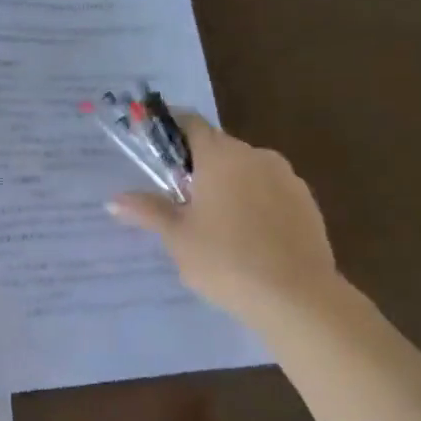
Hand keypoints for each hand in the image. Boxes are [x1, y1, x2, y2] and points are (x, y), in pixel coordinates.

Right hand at [108, 114, 339, 331]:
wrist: (297, 297)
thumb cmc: (226, 261)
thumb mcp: (178, 238)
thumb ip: (148, 211)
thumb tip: (114, 200)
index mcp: (220, 156)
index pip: (190, 123)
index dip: (170, 130)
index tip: (154, 147)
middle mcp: (256, 156)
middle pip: (219, 149)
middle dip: (197, 167)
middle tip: (179, 201)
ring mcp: (287, 178)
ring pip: (247, 171)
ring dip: (228, 186)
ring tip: (214, 225)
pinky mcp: (307, 203)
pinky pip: (270, 191)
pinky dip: (254, 203)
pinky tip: (247, 238)